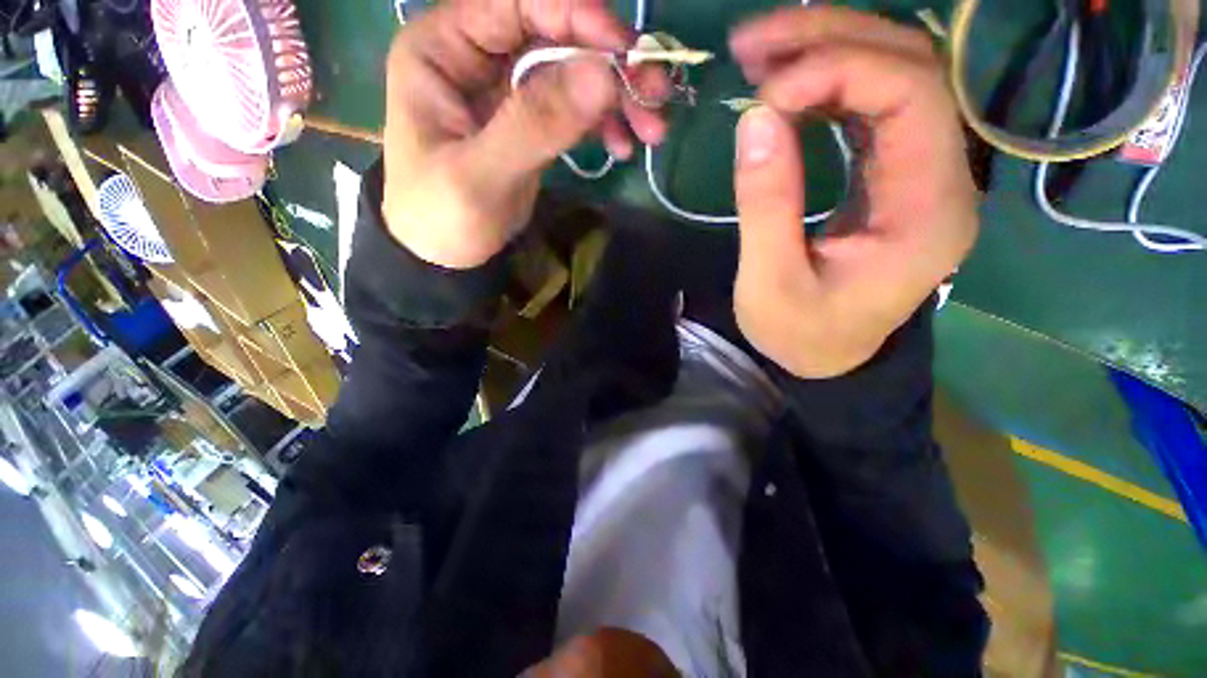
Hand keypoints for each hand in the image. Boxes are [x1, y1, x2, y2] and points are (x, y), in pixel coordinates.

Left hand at [382, 0, 666, 268]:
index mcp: (444, 49)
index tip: (627, 49)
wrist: (445, 253)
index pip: (516, 3)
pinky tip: (623, 146)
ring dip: (617, 96)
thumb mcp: (482, 176)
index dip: (577, 16)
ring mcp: (507, 90)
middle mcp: (477, 56)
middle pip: (554, 35)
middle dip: (610, 62)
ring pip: (572, 72)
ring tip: (652, 129)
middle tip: (656, 93)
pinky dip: (603, 123)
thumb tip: (603, 74)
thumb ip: (535, 125)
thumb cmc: (443, 216)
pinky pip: (574, 109)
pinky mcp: (530, 122)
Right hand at [728, 8, 978, 377]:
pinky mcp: (891, 173)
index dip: (838, 72)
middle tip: (754, 43)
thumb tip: (754, 120)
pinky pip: (871, 105)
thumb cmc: (802, 334)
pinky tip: (784, 85)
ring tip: (760, 52)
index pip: (912, 97)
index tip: (765, 95)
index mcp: (928, 211)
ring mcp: (920, 170)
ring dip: (826, 49)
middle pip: (911, 66)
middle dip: (830, 38)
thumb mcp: (770, 285)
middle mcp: (943, 176)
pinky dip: (826, 83)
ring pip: (893, 73)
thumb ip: (766, 207)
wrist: (829, 356)